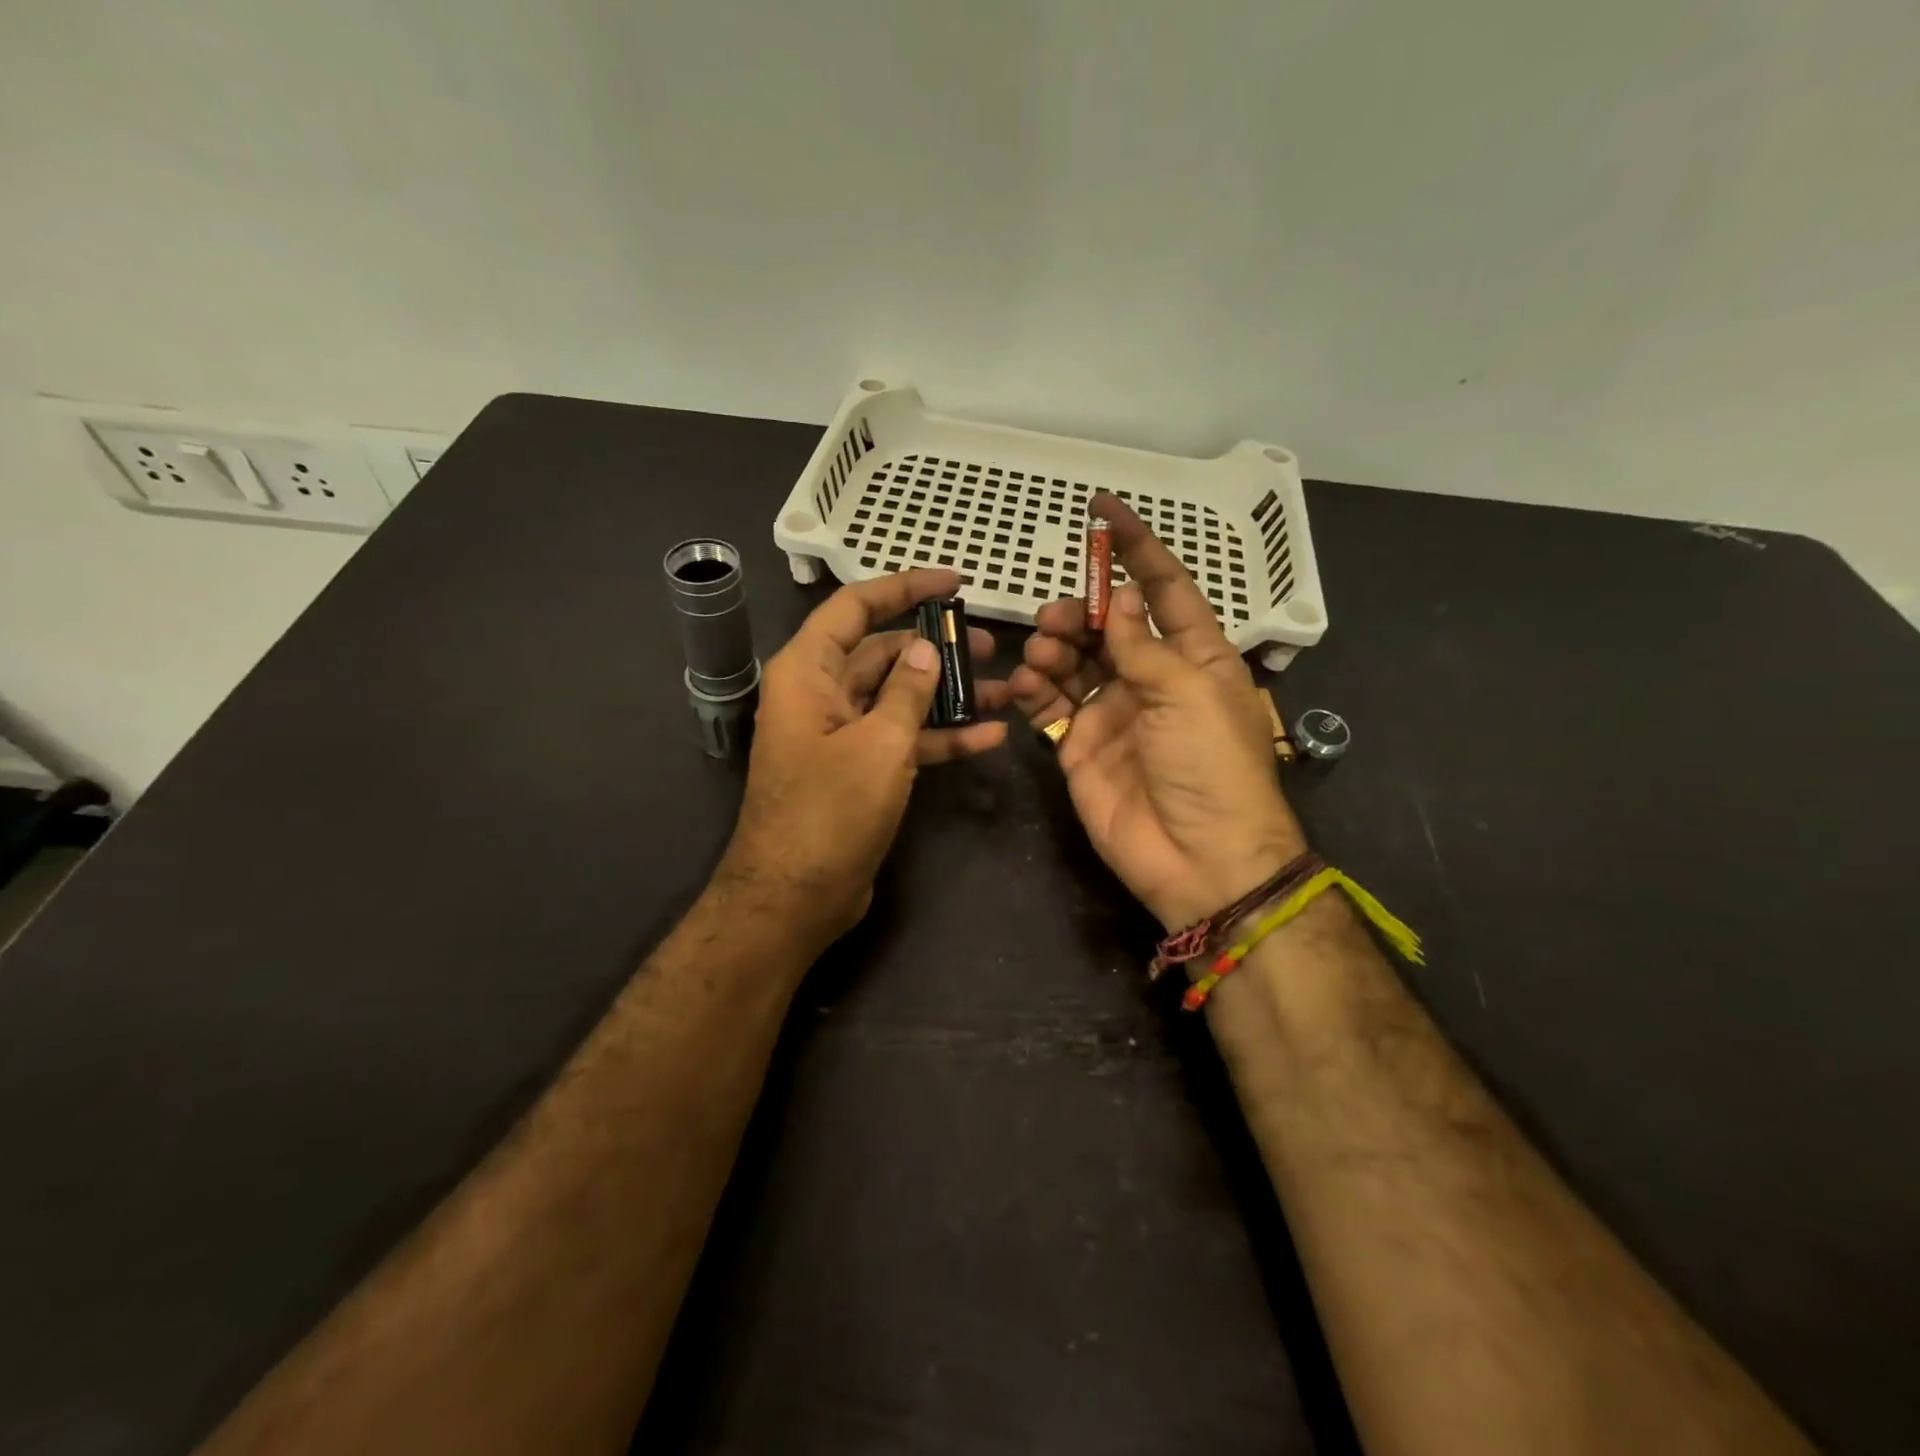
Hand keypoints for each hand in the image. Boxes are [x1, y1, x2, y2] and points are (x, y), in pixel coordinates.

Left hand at [719, 568, 1009, 943]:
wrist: (795, 898)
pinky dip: (941, 737)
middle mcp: (821, 693)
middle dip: (937, 647)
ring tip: (1005, 687)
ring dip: (949, 694)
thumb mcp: (878, 744)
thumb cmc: (829, 812)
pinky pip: (903, 739)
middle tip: (991, 645)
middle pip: (883, 652)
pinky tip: (990, 736)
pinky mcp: (859, 769)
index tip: (954, 583)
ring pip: (899, 697)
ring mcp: (841, 733)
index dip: (904, 587)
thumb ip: (908, 690)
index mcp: (809, 671)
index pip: (856, 606)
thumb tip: (926, 648)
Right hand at [1009, 495, 1305, 929]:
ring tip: (1044, 651)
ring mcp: (1113, 712)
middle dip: (1081, 610)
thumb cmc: (1210, 765)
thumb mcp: (1187, 693)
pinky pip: (1050, 704)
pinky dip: (1033, 688)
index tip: (1101, 510)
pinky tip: (1024, 685)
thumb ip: (1144, 645)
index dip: (1136, 548)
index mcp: (1195, 656)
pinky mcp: (1080, 745)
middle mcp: (1152, 677)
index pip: (1164, 587)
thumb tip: (1124, 600)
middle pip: (1109, 623)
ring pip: (1074, 658)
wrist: (1198, 859)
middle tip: (1060, 620)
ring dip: (1054, 645)